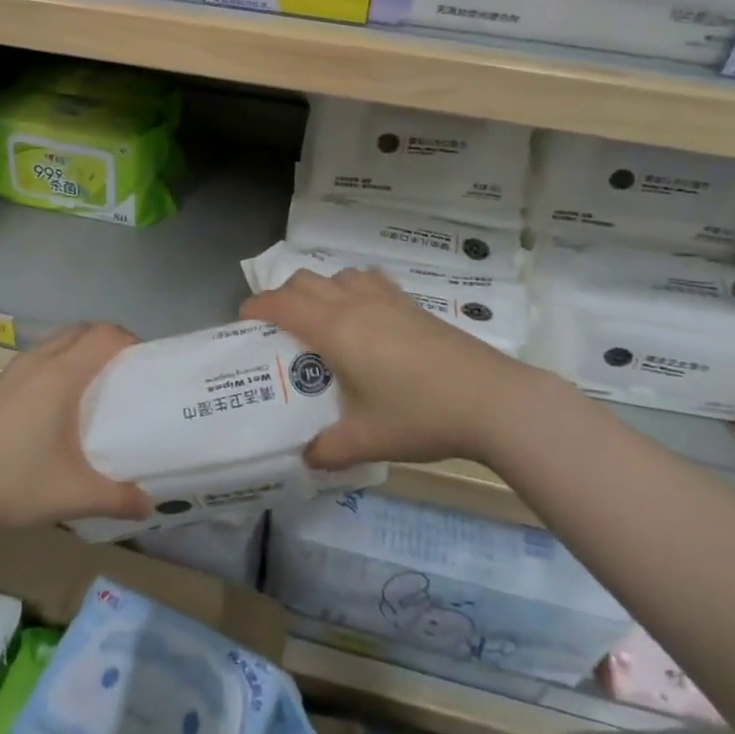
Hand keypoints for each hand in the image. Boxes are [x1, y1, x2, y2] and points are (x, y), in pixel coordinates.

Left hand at [0, 323, 152, 533]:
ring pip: (53, 343)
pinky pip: (34, 361)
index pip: (104, 336)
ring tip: (92, 387)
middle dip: (106, 342)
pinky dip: (54, 366)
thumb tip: (147, 505)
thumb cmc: (13, 483)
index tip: (146, 363)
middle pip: (80, 331)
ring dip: (77, 351)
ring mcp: (9, 373)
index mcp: (60, 375)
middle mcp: (36, 363)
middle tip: (124, 373)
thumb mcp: (73, 494)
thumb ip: (117, 497)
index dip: (130, 341)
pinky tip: (52, 407)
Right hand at [241, 268, 539, 468]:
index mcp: (335, 330)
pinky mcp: (412, 304)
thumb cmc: (420, 415)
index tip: (243, 320)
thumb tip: (306, 458)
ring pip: (338, 275)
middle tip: (277, 325)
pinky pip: (370, 280)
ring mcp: (386, 299)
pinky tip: (364, 312)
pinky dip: (353, 287)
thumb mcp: (366, 440)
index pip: (282, 304)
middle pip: (305, 280)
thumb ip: (327, 450)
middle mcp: (355, 304)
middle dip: (282, 295)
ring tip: (320, 318)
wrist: (491, 399)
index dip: (257, 306)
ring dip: (319, 288)